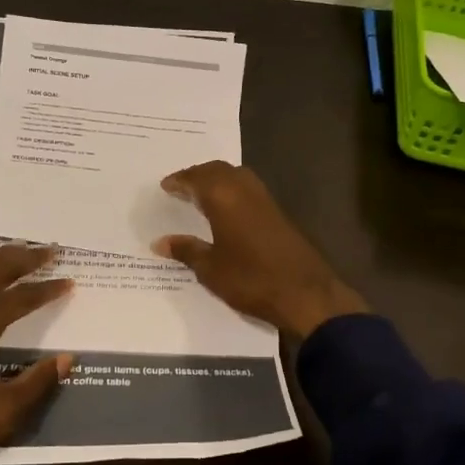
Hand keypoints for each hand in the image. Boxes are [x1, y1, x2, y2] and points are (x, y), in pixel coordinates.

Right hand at [151, 162, 368, 339]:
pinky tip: (226, 209)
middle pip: (218, 170)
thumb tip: (159, 242)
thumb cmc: (251, 279)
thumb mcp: (211, 269)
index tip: (165, 186)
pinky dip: (233, 190)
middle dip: (198, 175)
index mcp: (224, 198)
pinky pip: (249, 189)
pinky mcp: (278, 213)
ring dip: (218, 179)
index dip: (180, 181)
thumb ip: (186, 250)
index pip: (197, 179)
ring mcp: (265, 200)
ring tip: (201, 194)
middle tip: (181, 186)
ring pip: (237, 176)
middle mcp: (245, 190)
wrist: (305, 293)